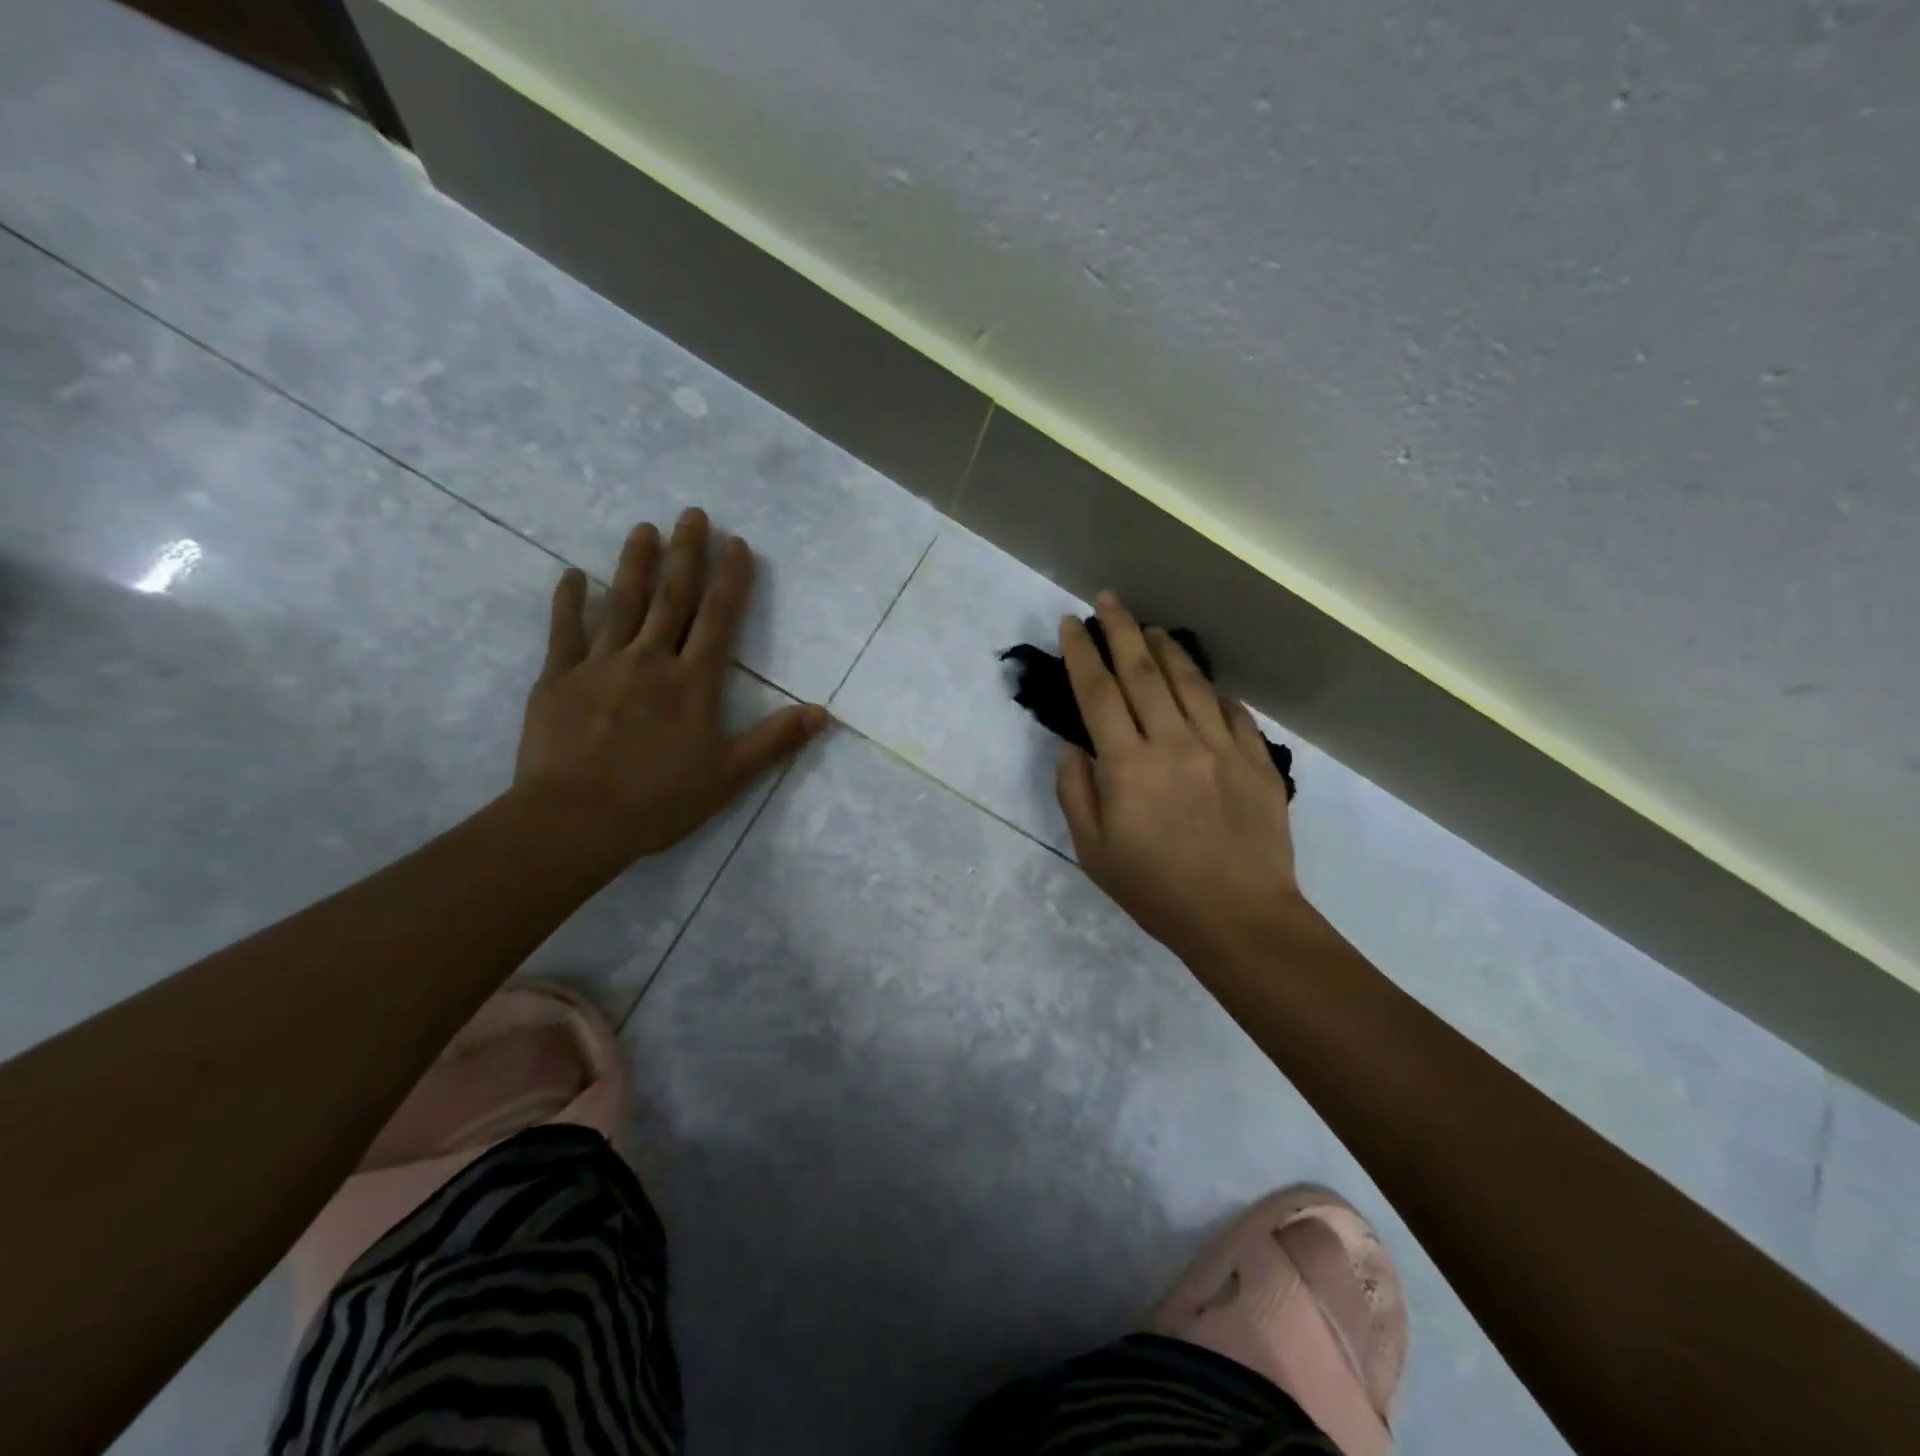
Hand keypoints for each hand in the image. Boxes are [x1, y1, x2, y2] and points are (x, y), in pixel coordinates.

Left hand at [514, 509, 825, 858]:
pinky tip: (573, 575)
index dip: (730, 580)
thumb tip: (823, 713)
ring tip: (644, 528)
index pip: (718, 620)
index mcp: (693, 683)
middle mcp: (650, 661)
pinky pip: (564, 631)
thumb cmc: (658, 801)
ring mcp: (600, 665)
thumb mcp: (729, 776)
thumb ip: (774, 740)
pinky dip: (569, 601)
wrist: (574, 821)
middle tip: (692, 514)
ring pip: (622, 604)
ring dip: (635, 564)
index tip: (736, 543)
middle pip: (672, 598)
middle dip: (686, 554)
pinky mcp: (558, 679)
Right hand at [1055, 592, 1301, 969]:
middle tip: (1108, 599)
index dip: (1082, 653)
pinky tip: (1204, 682)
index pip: (1098, 692)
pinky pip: (1233, 711)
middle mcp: (1173, 742)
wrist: (1240, 918)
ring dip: (1167, 648)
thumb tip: (1073, 747)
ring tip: (1151, 627)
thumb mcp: (1094, 852)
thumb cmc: (1156, 890)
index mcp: (1129, 765)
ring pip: (1190, 681)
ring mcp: (1221, 746)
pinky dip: (1213, 690)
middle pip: (1143, 672)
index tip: (1071, 623)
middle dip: (1121, 629)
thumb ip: (1076, 793)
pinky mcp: (1256, 760)